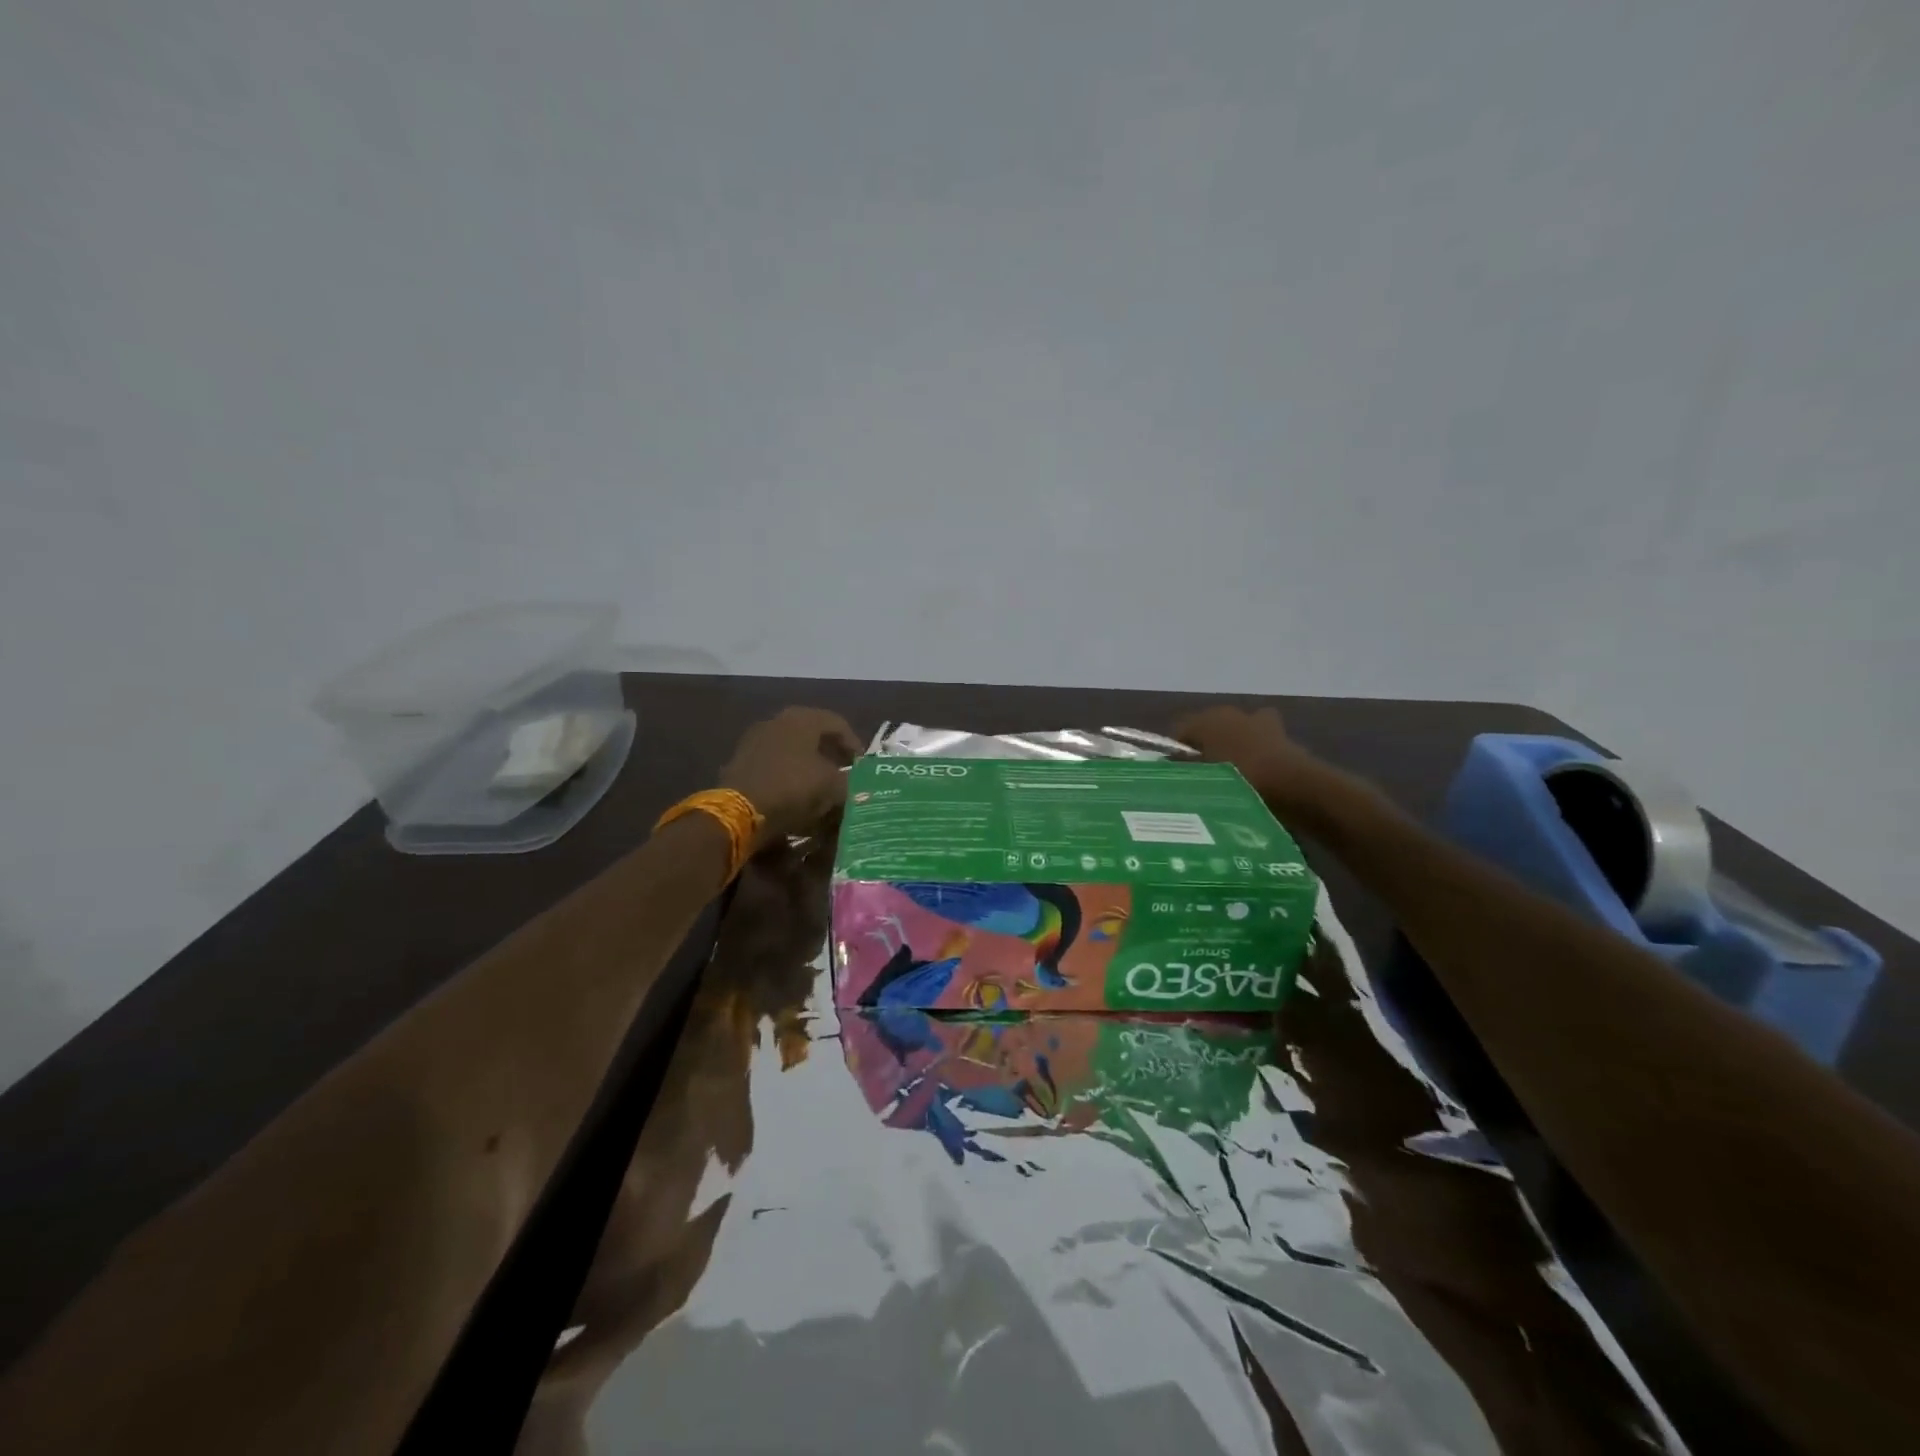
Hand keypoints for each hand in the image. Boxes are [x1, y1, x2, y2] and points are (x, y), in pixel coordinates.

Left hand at [720, 707, 862, 847]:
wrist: (740, 810)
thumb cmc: (793, 788)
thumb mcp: (832, 787)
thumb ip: (849, 782)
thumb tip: (856, 784)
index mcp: (802, 718)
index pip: (837, 723)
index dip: (854, 744)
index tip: (863, 765)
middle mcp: (777, 721)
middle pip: (813, 733)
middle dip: (831, 753)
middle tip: (844, 771)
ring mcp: (755, 739)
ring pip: (792, 748)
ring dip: (810, 764)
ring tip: (822, 785)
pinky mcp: (741, 760)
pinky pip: (775, 762)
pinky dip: (789, 773)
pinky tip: (796, 792)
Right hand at [1173, 705, 1340, 817]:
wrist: (1293, 786)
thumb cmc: (1237, 780)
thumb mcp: (1200, 779)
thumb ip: (1182, 769)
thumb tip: (1169, 765)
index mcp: (1205, 719)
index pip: (1179, 732)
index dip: (1174, 753)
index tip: (1176, 776)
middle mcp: (1229, 713)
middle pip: (1208, 729)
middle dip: (1204, 748)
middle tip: (1203, 778)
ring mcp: (1258, 720)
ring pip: (1235, 733)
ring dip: (1232, 747)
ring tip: (1231, 777)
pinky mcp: (1281, 733)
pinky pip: (1259, 742)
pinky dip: (1256, 752)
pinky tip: (1256, 774)